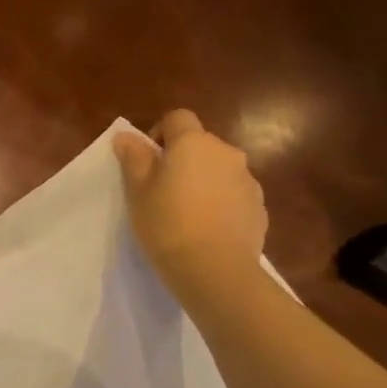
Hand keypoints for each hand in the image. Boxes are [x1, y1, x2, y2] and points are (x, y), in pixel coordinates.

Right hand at [114, 110, 267, 298]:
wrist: (215, 269)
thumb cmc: (167, 224)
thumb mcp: (137, 191)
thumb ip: (134, 158)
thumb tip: (127, 136)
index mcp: (194, 143)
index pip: (178, 118)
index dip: (160, 133)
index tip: (148, 161)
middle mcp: (226, 153)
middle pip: (200, 144)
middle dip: (182, 160)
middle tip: (161, 191)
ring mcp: (248, 180)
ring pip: (218, 170)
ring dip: (203, 181)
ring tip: (185, 214)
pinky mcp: (259, 207)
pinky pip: (233, 195)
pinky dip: (220, 203)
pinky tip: (206, 230)